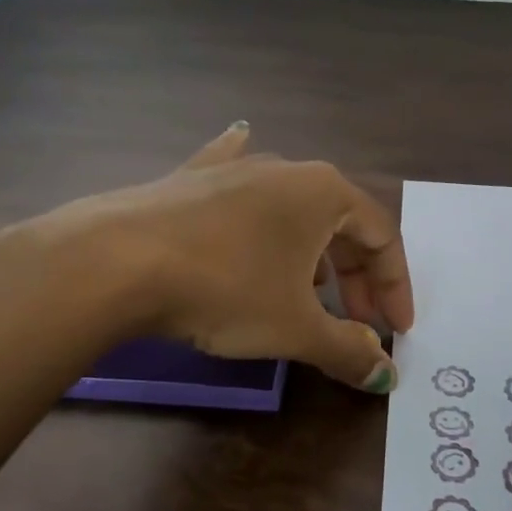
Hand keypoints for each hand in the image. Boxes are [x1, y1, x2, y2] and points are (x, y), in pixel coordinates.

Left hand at [3, 123, 413, 390]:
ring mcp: (235, 168)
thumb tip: (384, 372)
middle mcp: (287, 169)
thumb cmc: (226, 288)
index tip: (396, 330)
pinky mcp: (191, 178)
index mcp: (326, 193)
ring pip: (293, 209)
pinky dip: (249, 179)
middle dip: (357, 275)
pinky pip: (234, 175)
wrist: (116, 261)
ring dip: (313, 249)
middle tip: (358, 321)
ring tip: (310, 289)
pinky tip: (242, 138)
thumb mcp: (295, 328)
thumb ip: (347, 349)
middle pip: (341, 223)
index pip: (383, 237)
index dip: (395, 286)